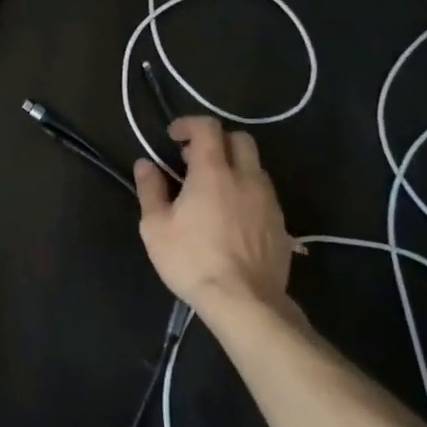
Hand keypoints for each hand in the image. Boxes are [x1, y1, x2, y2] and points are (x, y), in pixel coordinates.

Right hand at [135, 117, 298, 320]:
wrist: (245, 302)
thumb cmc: (192, 260)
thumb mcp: (156, 227)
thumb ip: (150, 190)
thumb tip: (145, 164)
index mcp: (213, 172)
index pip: (208, 128)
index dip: (189, 124)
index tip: (173, 137)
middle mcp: (245, 178)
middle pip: (240, 139)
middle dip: (217, 141)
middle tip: (194, 160)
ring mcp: (268, 200)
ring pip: (255, 166)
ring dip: (234, 166)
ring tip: (214, 189)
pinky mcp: (281, 223)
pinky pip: (264, 193)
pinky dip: (247, 191)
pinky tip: (233, 215)